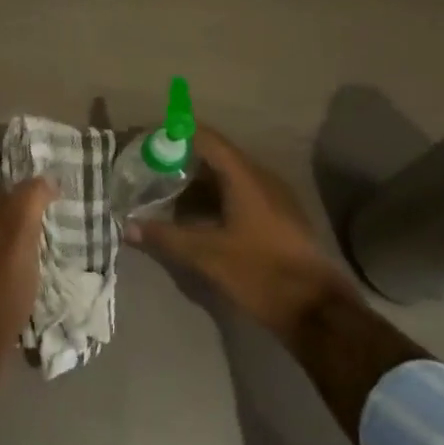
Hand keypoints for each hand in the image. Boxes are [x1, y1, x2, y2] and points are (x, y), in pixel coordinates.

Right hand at [126, 127, 356, 333]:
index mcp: (245, 177)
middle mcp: (261, 178)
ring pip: (226, 177)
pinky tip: (193, 216)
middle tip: (147, 168)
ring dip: (195, 181)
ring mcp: (273, 197)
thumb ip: (165, 236)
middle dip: (179, 159)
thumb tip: (126, 226)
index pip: (205, 137)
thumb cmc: (261, 273)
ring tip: (163, 191)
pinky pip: (238, 193)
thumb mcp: (206, 255)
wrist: (317, 311)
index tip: (146, 140)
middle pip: (214, 155)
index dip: (174, 134)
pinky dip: (212, 197)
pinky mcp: (277, 217)